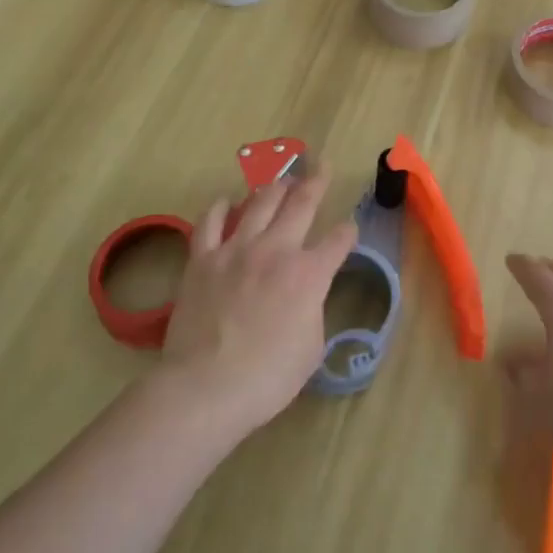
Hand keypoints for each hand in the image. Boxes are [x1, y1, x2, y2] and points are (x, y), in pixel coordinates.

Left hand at [157, 167, 356, 439]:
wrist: (206, 387)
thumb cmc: (268, 377)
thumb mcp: (312, 347)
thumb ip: (314, 309)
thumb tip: (307, 296)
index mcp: (310, 273)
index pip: (339, 240)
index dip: (347, 232)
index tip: (349, 229)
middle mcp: (277, 250)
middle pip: (302, 204)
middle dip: (316, 182)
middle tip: (322, 165)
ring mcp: (237, 250)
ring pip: (260, 203)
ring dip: (275, 187)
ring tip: (283, 178)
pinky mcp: (203, 259)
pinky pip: (211, 222)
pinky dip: (220, 208)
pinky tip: (227, 201)